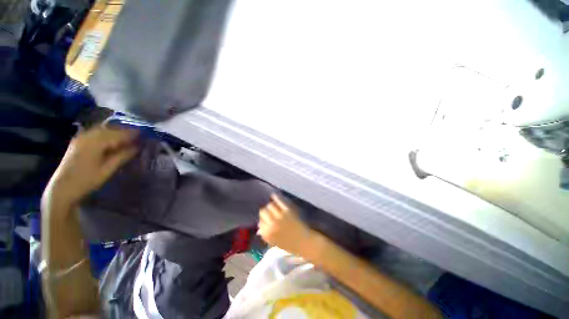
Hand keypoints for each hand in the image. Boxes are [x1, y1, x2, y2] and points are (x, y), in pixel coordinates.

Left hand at [44, 126, 138, 207]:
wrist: (62, 189)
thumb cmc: (86, 180)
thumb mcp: (107, 170)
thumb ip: (122, 156)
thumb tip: (137, 147)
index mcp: (94, 143)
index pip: (117, 134)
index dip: (130, 133)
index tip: (143, 133)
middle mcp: (86, 137)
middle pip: (108, 129)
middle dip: (123, 131)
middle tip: (137, 134)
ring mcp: (80, 138)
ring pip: (101, 130)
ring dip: (114, 131)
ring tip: (126, 136)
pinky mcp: (77, 142)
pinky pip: (94, 133)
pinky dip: (105, 134)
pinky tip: (111, 138)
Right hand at [258, 194, 314, 255]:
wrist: (304, 243)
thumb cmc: (290, 244)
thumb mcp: (274, 242)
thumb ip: (266, 234)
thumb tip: (258, 227)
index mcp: (267, 234)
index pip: (260, 221)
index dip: (263, 219)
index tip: (266, 218)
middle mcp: (271, 224)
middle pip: (263, 212)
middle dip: (266, 211)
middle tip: (269, 211)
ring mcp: (279, 217)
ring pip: (270, 206)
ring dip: (271, 205)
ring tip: (274, 205)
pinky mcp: (287, 210)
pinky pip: (279, 201)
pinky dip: (276, 197)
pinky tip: (274, 195)